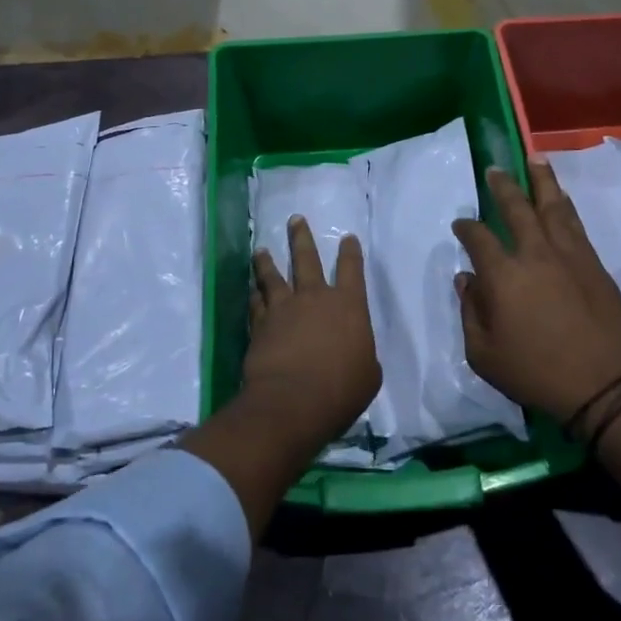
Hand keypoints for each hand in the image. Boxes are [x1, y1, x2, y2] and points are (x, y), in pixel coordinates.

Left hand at [243, 217, 380, 446]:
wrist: (293, 400)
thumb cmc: (341, 389)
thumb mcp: (368, 375)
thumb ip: (362, 354)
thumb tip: (354, 353)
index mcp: (349, 306)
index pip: (352, 270)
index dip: (351, 253)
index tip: (347, 238)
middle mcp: (315, 298)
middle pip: (307, 259)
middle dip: (301, 237)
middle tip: (295, 220)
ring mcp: (284, 308)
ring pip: (273, 276)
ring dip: (267, 261)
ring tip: (261, 249)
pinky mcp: (260, 324)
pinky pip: (256, 302)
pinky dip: (254, 294)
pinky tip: (251, 290)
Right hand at [452, 162, 620, 421]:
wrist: (605, 386)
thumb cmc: (536, 374)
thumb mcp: (484, 354)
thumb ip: (470, 312)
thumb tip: (467, 279)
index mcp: (503, 276)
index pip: (478, 238)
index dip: (466, 228)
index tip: (460, 225)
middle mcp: (535, 254)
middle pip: (516, 208)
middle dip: (502, 186)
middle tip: (495, 169)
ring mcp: (569, 256)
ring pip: (553, 207)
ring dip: (542, 181)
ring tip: (534, 159)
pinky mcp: (594, 264)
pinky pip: (575, 224)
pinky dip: (564, 205)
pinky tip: (560, 198)